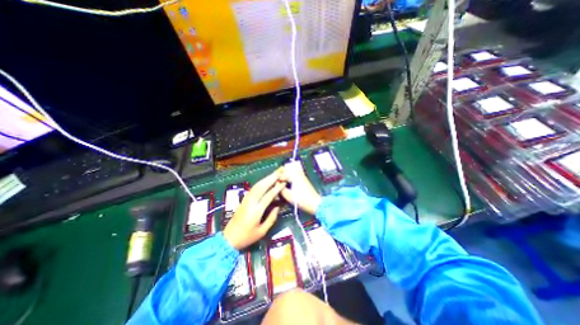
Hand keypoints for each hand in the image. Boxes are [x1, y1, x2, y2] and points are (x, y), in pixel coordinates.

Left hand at [223, 170, 283, 250]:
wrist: (229, 238)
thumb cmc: (247, 237)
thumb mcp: (262, 231)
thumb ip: (271, 218)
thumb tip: (278, 206)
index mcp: (256, 211)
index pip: (268, 195)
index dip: (277, 188)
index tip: (284, 182)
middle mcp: (251, 202)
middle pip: (262, 186)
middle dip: (271, 178)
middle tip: (280, 171)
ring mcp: (246, 200)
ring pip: (257, 185)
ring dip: (266, 178)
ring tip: (274, 173)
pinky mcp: (244, 200)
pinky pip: (254, 188)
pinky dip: (261, 182)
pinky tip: (265, 180)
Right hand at [280, 161, 321, 215]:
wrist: (315, 204)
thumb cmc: (301, 200)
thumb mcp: (288, 195)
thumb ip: (280, 189)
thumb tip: (275, 185)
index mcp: (294, 176)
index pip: (281, 174)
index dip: (276, 179)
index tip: (272, 185)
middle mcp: (298, 173)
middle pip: (286, 171)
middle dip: (280, 176)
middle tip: (275, 183)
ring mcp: (301, 176)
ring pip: (290, 173)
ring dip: (285, 177)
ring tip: (280, 184)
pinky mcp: (303, 180)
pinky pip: (294, 176)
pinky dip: (289, 179)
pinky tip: (287, 185)